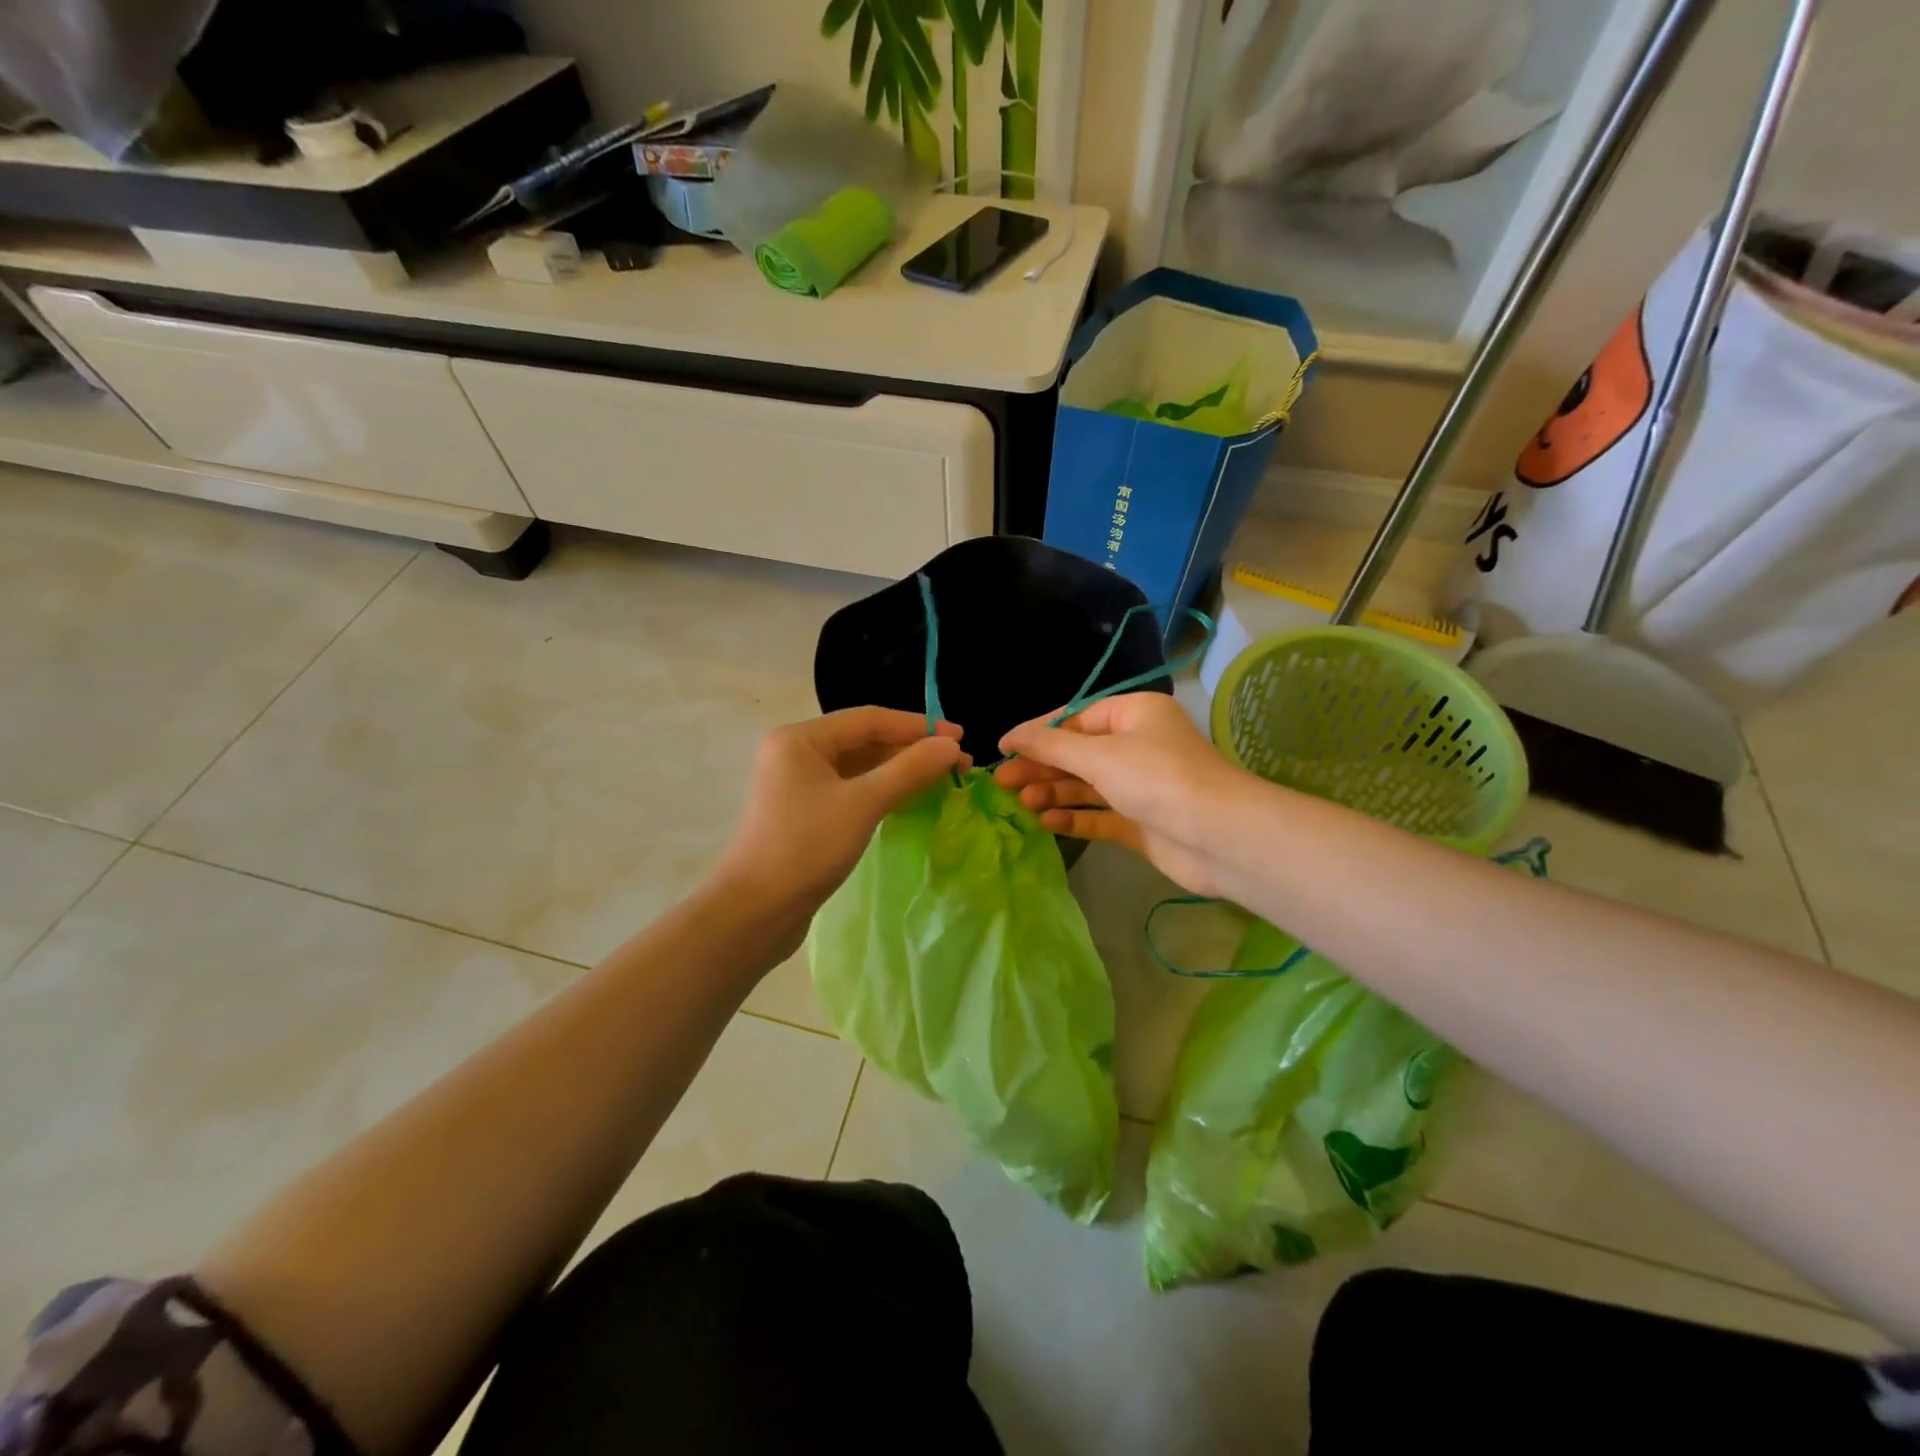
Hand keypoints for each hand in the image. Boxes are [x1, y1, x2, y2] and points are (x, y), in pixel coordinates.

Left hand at [716, 708, 967, 931]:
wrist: (756, 911)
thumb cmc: (806, 847)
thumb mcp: (863, 803)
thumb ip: (910, 769)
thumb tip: (952, 745)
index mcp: (801, 738)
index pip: (869, 719)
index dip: (918, 726)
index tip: (960, 737)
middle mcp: (797, 752)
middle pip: (865, 740)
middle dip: (912, 749)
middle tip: (959, 762)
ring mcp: (799, 783)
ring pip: (860, 766)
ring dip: (900, 770)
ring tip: (943, 779)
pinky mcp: (806, 812)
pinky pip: (852, 789)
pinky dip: (883, 790)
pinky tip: (911, 797)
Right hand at [996, 693, 1239, 896]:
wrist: (1219, 836)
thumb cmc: (1157, 778)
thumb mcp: (1099, 754)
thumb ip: (1050, 745)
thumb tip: (1010, 736)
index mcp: (1133, 715)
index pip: (1075, 718)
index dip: (1037, 732)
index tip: (1002, 748)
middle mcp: (1137, 745)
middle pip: (1077, 753)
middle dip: (1041, 766)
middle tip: (1001, 783)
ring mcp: (1140, 786)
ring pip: (1086, 785)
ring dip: (1053, 792)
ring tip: (1020, 804)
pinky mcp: (1141, 821)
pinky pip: (1100, 814)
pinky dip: (1074, 816)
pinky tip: (1046, 822)